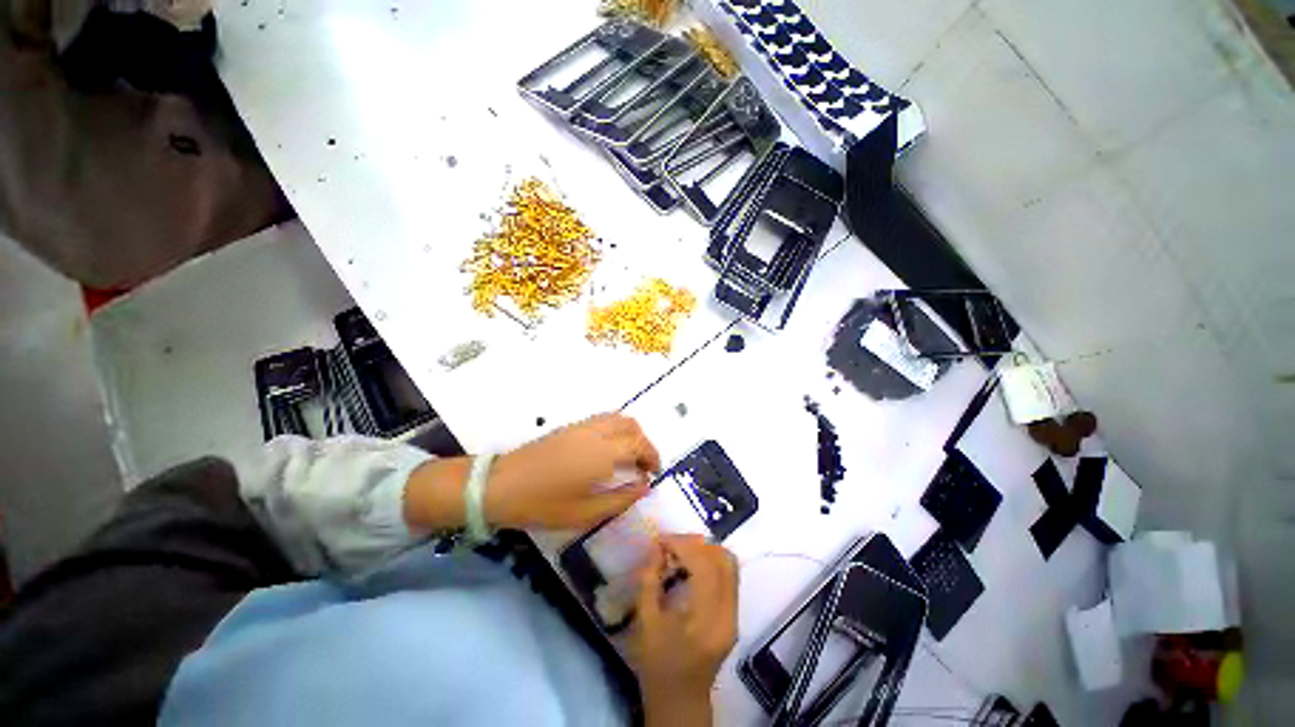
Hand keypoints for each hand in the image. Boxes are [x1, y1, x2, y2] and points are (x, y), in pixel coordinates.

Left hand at [486, 413, 659, 529]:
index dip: (652, 456)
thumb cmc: (542, 504)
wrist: (500, 485)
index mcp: (602, 454)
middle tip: (644, 466)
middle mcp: (596, 433)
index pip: (639, 445)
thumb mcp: (584, 513)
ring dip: (632, 433)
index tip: (653, 474)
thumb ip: (620, 499)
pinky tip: (610, 447)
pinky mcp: (571, 426)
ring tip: (630, 456)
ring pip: (618, 418)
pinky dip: (617, 427)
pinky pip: (604, 418)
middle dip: (645, 444)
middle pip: (632, 427)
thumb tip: (645, 487)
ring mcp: (582, 426)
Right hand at [628, 535, 738, 726]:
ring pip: (729, 564)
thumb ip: (649, 582)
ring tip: (679, 552)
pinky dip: (709, 561)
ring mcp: (734, 614)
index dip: (683, 545)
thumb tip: (656, 549)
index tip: (661, 540)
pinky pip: (728, 575)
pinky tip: (689, 565)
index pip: (704, 566)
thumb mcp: (646, 624)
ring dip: (704, 550)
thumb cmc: (659, 666)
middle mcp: (728, 613)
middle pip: (723, 560)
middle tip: (670, 544)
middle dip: (695, 544)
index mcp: (707, 619)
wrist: (681, 701)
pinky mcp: (733, 614)